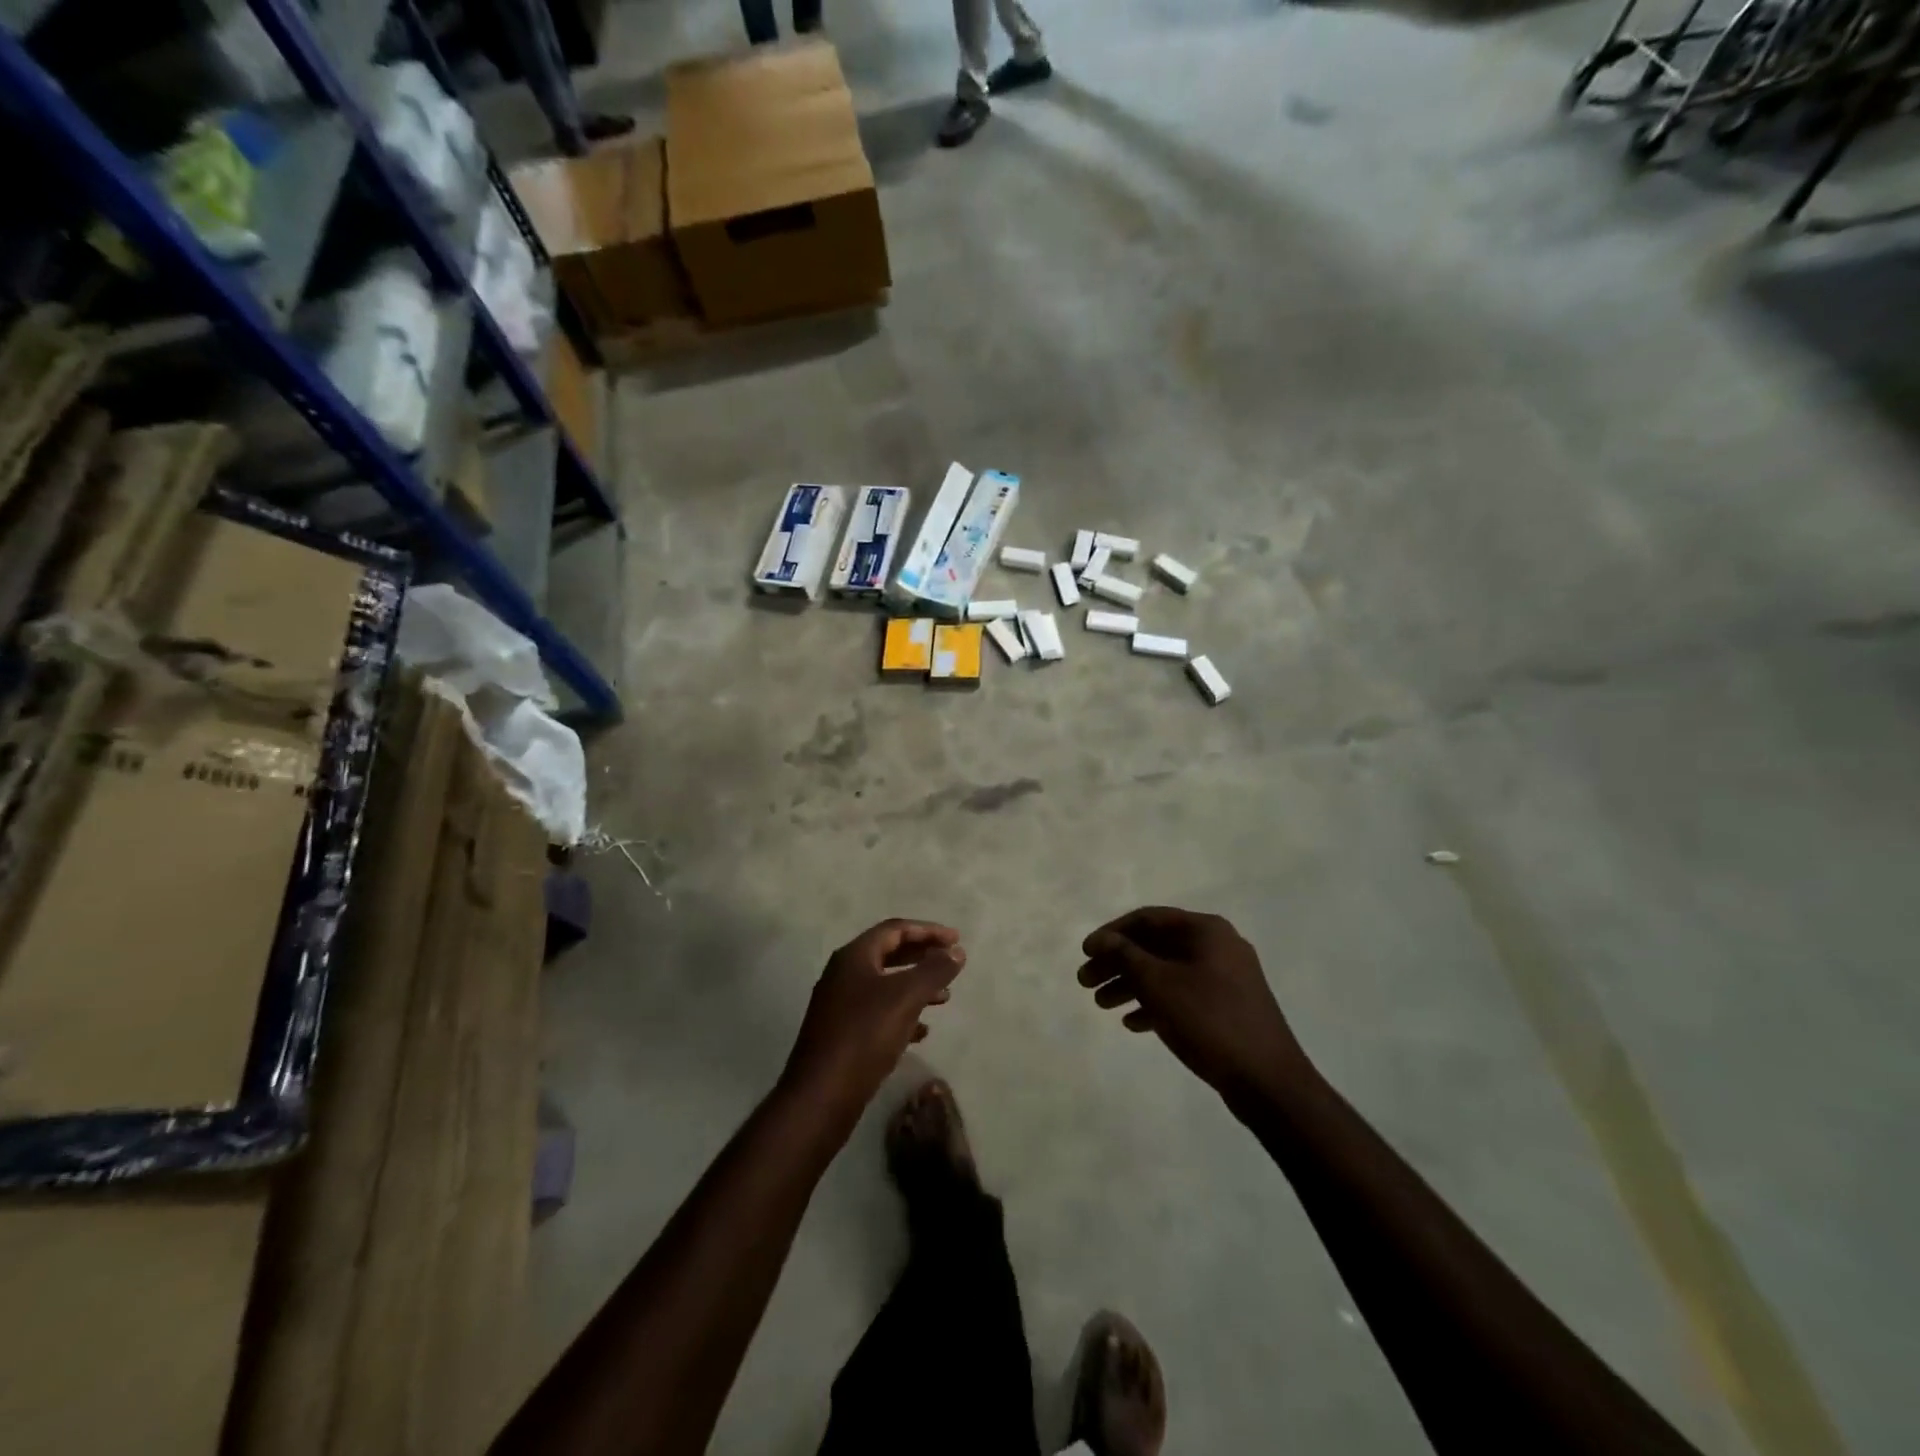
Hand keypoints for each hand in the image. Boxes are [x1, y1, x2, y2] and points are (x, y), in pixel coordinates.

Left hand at [780, 919, 965, 1129]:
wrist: (822, 1095)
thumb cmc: (865, 1035)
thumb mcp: (906, 997)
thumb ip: (934, 970)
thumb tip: (955, 951)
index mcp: (854, 957)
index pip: (895, 929)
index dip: (928, 930)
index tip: (956, 939)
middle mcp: (844, 974)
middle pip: (889, 954)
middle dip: (922, 956)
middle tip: (951, 961)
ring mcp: (840, 1005)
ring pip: (885, 985)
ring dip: (916, 986)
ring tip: (945, 997)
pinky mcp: (842, 1033)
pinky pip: (879, 1013)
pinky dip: (903, 1014)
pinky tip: (922, 1032)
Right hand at [1078, 907, 1310, 1103]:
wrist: (1268, 1080)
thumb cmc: (1209, 1020)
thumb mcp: (1158, 984)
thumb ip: (1125, 956)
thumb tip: (1101, 939)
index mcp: (1205, 931)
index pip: (1147, 919)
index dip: (1111, 934)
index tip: (1085, 954)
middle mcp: (1217, 946)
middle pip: (1155, 946)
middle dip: (1118, 963)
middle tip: (1085, 983)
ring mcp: (1225, 977)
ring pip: (1167, 971)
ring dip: (1132, 984)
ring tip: (1101, 1005)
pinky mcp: (1228, 1006)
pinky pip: (1183, 994)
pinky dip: (1156, 1003)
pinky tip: (1133, 1023)